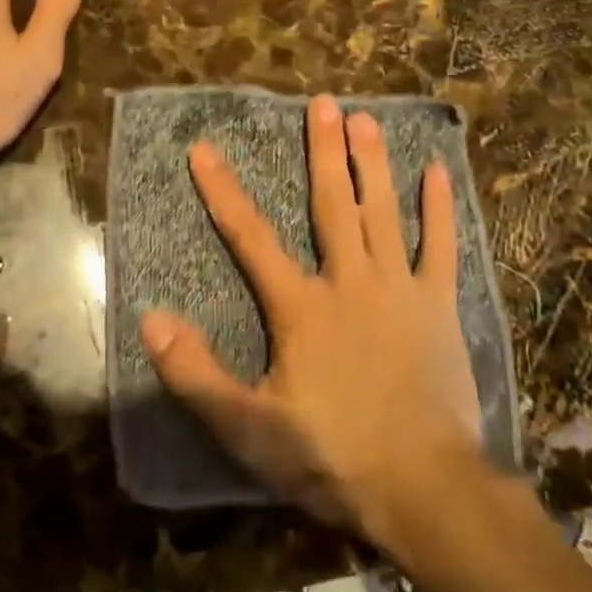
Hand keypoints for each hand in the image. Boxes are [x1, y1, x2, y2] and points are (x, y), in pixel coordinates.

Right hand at [142, 95, 481, 535]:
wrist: (425, 490)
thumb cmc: (331, 456)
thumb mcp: (248, 428)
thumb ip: (196, 372)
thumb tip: (150, 317)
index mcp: (301, 306)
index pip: (250, 236)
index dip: (222, 191)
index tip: (204, 148)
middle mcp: (349, 282)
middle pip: (330, 204)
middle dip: (321, 151)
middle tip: (321, 102)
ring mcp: (399, 289)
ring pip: (382, 212)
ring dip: (372, 163)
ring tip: (365, 118)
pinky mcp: (439, 308)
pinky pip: (441, 248)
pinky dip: (440, 209)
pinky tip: (439, 172)